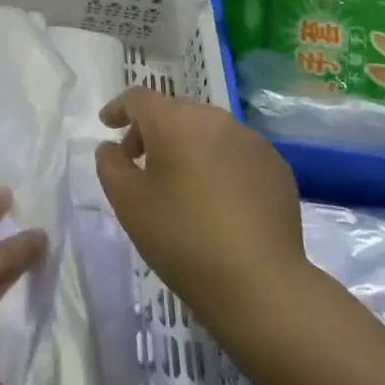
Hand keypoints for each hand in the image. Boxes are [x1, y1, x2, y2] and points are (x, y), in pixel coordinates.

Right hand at [95, 89, 308, 333]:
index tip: (107, 125)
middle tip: (138, 162)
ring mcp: (252, 142)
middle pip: (174, 112)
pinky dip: (217, 163)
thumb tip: (112, 148)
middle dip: (151, 130)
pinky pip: (235, 153)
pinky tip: (216, 199)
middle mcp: (215, 119)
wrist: (260, 285)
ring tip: (179, 182)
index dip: (118, 109)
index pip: (139, 99)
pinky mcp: (276, 167)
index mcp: (176, 121)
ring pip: (207, 131)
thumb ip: (110, 164)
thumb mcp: (127, 202)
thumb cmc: (182, 238)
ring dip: (186, 146)